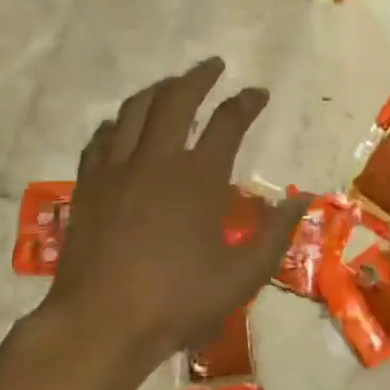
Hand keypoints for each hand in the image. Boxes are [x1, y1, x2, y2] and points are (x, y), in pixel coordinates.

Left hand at [42, 58, 309, 377]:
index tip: (258, 93)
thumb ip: (276, 234)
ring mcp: (117, 168)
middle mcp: (157, 159)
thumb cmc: (177, 302)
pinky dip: (117, 122)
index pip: (228, 122)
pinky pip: (102, 137)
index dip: (247, 102)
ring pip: (136, 109)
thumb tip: (302, 198)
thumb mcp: (242, 276)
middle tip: (213, 66)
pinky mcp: (88, 183)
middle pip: (177, 98)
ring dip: (158, 89)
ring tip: (172, 84)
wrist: (101, 323)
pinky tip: (122, 124)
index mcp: (199, 177)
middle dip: (199, 76)